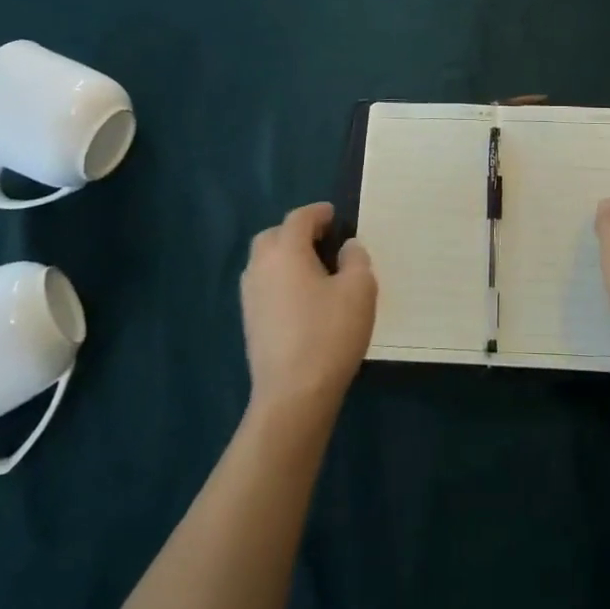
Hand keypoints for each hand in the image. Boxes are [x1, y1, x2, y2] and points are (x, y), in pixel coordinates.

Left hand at [240, 203, 376, 417]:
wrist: (293, 395)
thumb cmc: (329, 334)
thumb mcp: (359, 289)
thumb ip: (356, 259)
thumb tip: (347, 247)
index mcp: (285, 251)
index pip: (299, 218)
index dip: (318, 213)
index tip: (334, 216)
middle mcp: (261, 267)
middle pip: (273, 236)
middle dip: (295, 232)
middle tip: (321, 241)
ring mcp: (250, 297)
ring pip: (264, 262)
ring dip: (285, 257)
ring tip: (313, 269)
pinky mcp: (250, 323)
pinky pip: (264, 286)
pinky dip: (280, 281)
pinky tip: (301, 299)